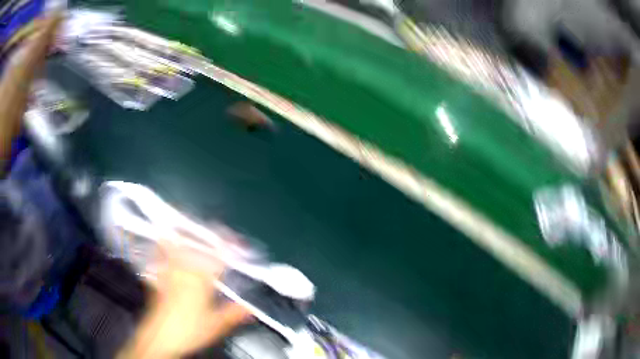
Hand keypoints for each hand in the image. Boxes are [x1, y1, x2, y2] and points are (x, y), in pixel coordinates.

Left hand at [118, 242, 251, 357]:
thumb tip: (250, 308)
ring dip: (181, 237)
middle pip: (194, 248)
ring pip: (174, 249)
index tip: (235, 240)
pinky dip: (161, 248)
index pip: (216, 259)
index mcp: (200, 281)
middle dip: (204, 237)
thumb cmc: (188, 330)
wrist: (160, 336)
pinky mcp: (158, 279)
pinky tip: (161, 244)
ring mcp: (168, 273)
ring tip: (183, 227)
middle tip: (213, 231)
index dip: (227, 248)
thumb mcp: (215, 325)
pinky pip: (159, 258)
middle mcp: (183, 272)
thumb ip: (232, 314)